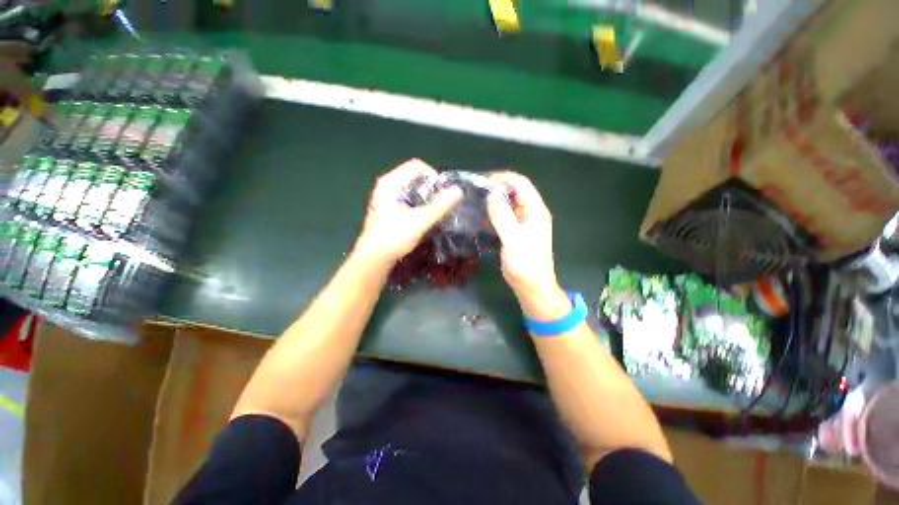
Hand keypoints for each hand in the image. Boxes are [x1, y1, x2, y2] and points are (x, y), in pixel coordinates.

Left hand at [355, 159, 462, 264]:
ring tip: (433, 211)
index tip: (442, 194)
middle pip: (414, 176)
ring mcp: (386, 197)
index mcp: (391, 182)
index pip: (417, 166)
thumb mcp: (420, 221)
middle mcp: (387, 185)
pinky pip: (408, 198)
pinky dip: (418, 204)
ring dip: (425, 197)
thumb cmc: (394, 237)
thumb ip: (439, 206)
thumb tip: (458, 190)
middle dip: (430, 188)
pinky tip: (422, 217)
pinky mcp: (388, 208)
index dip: (433, 176)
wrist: (373, 258)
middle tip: (439, 204)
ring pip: (412, 189)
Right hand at [487, 172, 568, 318]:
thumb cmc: (525, 263)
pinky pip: (506, 216)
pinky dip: (495, 213)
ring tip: (476, 200)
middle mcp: (532, 213)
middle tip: (476, 190)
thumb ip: (502, 215)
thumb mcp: (513, 238)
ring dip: (495, 200)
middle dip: (497, 187)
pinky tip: (482, 216)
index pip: (521, 183)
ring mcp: (525, 223)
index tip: (482, 180)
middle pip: (515, 191)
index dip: (503, 178)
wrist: (532, 286)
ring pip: (509, 204)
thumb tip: (492, 194)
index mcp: (535, 210)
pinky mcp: (518, 232)